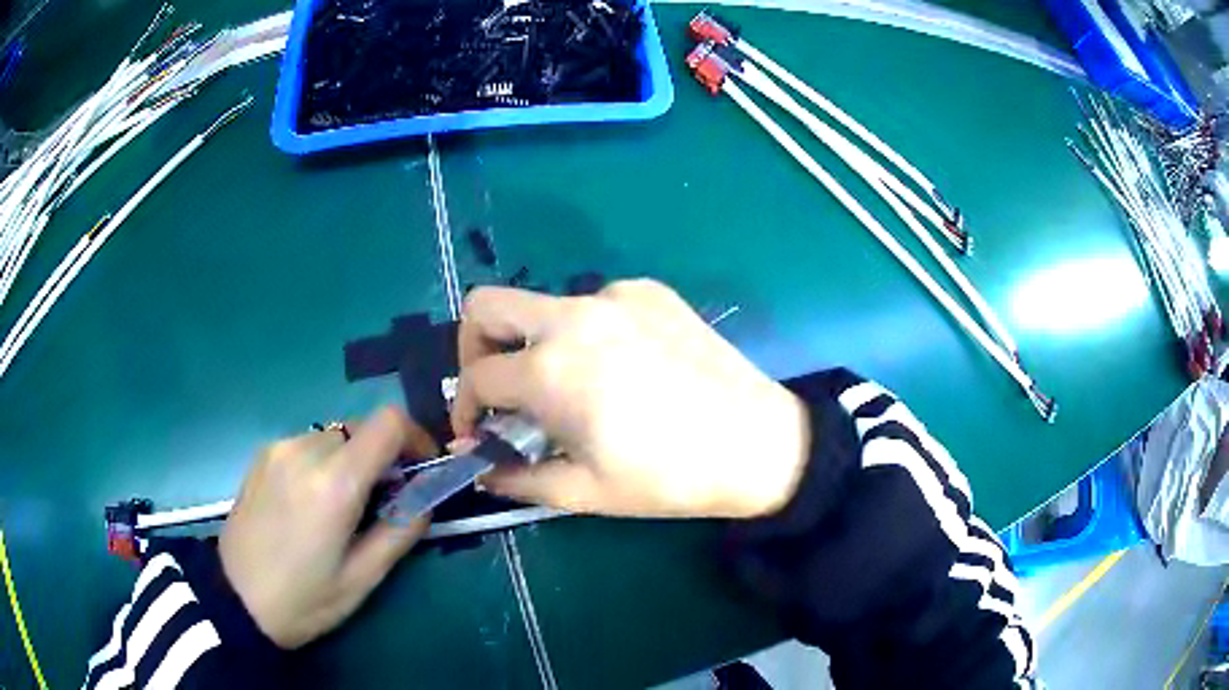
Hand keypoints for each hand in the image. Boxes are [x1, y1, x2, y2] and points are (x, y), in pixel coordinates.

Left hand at [219, 408, 435, 648]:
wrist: (234, 597)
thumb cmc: (303, 599)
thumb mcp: (362, 579)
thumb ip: (400, 531)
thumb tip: (424, 499)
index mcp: (334, 483)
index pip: (388, 423)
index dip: (415, 437)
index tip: (421, 469)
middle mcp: (305, 451)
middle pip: (362, 430)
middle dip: (382, 459)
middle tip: (382, 502)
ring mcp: (279, 449)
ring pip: (335, 436)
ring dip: (351, 462)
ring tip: (342, 507)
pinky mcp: (262, 455)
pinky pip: (307, 444)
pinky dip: (323, 463)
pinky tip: (310, 502)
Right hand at [452, 279, 809, 518]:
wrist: (758, 443)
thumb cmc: (667, 477)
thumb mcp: (582, 491)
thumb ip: (513, 476)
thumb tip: (475, 464)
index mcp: (551, 368)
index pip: (476, 376)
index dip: (465, 409)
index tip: (479, 434)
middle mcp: (573, 315)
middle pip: (486, 306)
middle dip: (473, 348)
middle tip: (497, 390)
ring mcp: (615, 295)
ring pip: (542, 306)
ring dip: (534, 344)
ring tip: (568, 389)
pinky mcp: (649, 291)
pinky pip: (593, 304)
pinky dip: (583, 333)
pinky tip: (618, 369)